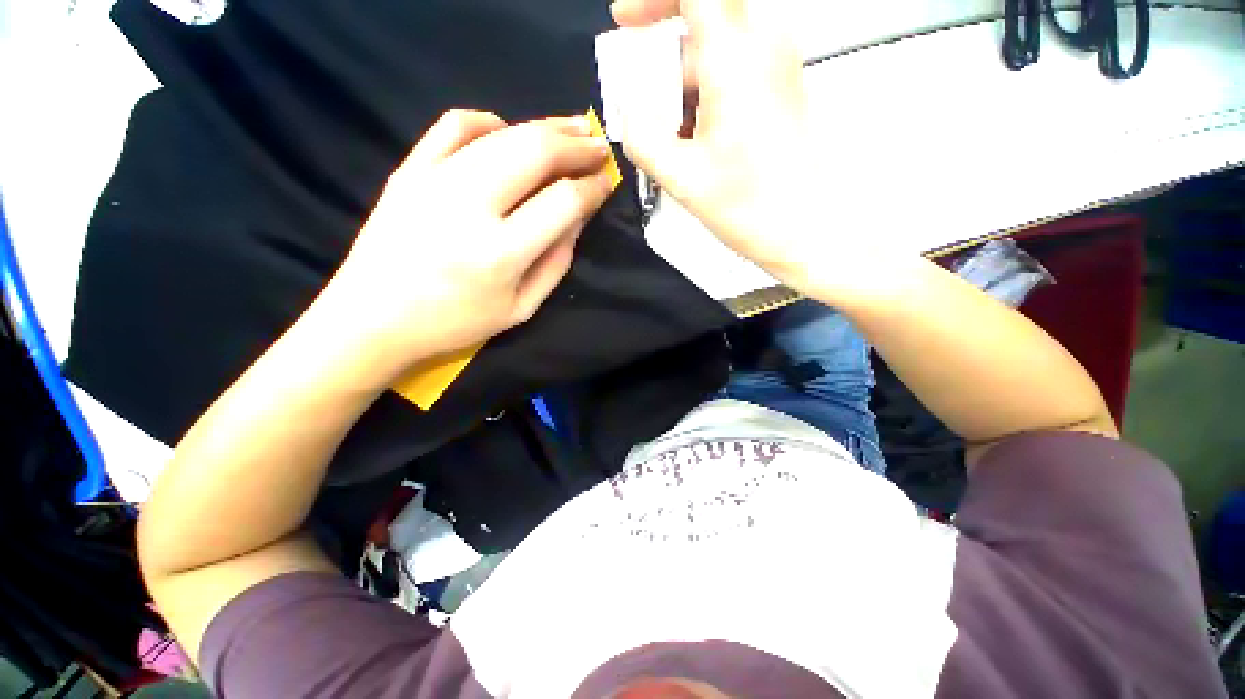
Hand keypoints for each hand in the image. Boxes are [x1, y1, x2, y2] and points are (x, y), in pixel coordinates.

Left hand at [319, 110, 612, 379]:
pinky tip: (509, 131)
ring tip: (573, 128)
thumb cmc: (455, 323)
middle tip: (599, 145)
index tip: (606, 181)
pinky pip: (455, 125)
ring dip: (546, 127)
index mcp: (500, 253)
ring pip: (503, 133)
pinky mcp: (410, 168)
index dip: (592, 187)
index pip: (562, 202)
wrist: (373, 317)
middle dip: (577, 146)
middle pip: (536, 153)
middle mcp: (469, 207)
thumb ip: (556, 263)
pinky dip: (490, 121)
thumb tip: (578, 218)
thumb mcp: (520, 309)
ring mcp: (434, 180)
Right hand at [613, 0, 865, 295]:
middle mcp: (763, 47)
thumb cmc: (748, 207)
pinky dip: (704, 97)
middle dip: (663, 54)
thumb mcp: (683, 178)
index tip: (624, 23)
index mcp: (735, 59)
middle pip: (704, 18)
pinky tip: (693, 141)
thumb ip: (643, 139)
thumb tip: (629, 115)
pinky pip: (733, 73)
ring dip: (682, 85)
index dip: (654, 0)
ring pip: (716, 51)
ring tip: (669, 139)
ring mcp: (777, 68)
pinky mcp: (780, 91)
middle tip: (643, 102)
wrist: (807, 231)